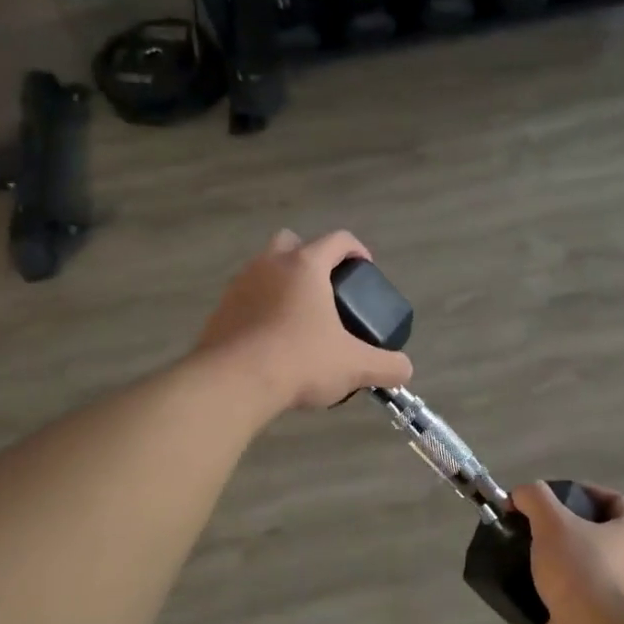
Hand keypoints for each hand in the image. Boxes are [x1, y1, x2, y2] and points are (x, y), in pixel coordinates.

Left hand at [196, 230, 412, 411]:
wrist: (232, 383)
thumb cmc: (300, 361)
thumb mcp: (354, 366)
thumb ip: (386, 366)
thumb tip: (405, 370)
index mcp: (305, 266)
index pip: (338, 240)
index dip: (357, 250)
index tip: (365, 269)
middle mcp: (270, 265)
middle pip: (292, 242)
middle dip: (311, 258)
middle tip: (326, 289)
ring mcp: (239, 285)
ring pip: (264, 269)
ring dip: (282, 283)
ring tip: (299, 319)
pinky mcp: (219, 311)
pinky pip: (246, 298)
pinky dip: (260, 309)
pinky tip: (271, 340)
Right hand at [517, 481, 623, 623]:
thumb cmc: (582, 570)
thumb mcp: (553, 522)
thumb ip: (536, 499)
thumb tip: (521, 493)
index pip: (615, 501)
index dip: (586, 493)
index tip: (554, 496)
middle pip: (596, 540)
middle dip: (563, 533)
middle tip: (532, 529)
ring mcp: (616, 603)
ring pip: (579, 577)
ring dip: (552, 571)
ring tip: (520, 561)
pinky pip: (564, 611)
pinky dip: (542, 605)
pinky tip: (516, 597)